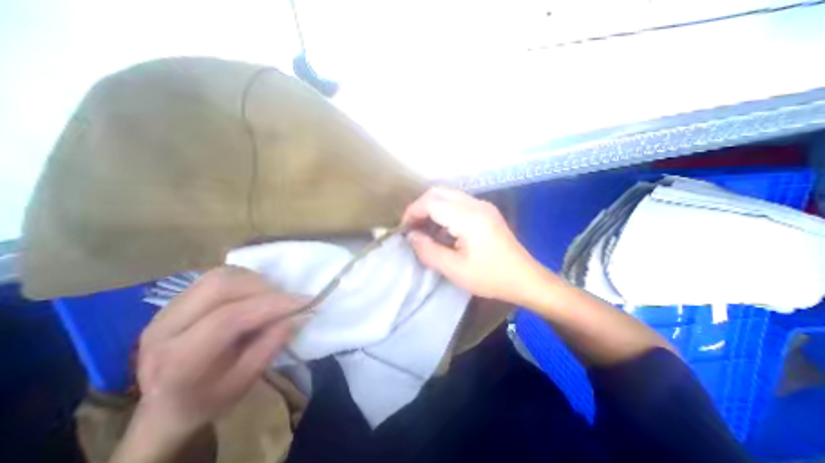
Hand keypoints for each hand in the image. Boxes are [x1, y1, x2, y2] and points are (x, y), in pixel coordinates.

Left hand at [135, 268, 301, 437]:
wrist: (167, 401)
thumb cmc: (210, 397)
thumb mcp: (245, 381)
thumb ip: (272, 345)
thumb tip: (301, 314)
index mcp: (177, 361)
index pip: (229, 319)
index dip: (273, 305)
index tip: (306, 301)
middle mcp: (165, 328)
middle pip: (221, 287)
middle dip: (264, 288)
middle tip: (288, 299)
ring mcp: (167, 308)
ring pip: (221, 275)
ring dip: (256, 280)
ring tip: (272, 296)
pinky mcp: (178, 297)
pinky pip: (219, 275)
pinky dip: (245, 278)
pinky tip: (254, 292)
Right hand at [402, 186, 546, 305]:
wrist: (525, 279)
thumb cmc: (490, 277)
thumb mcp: (454, 269)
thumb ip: (428, 251)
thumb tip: (411, 236)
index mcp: (468, 217)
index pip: (431, 202)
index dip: (413, 212)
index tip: (404, 228)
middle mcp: (476, 204)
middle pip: (439, 192)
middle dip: (421, 207)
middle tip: (412, 227)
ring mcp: (483, 206)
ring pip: (448, 195)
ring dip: (432, 208)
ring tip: (425, 229)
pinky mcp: (486, 211)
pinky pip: (458, 203)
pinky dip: (444, 211)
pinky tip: (443, 229)